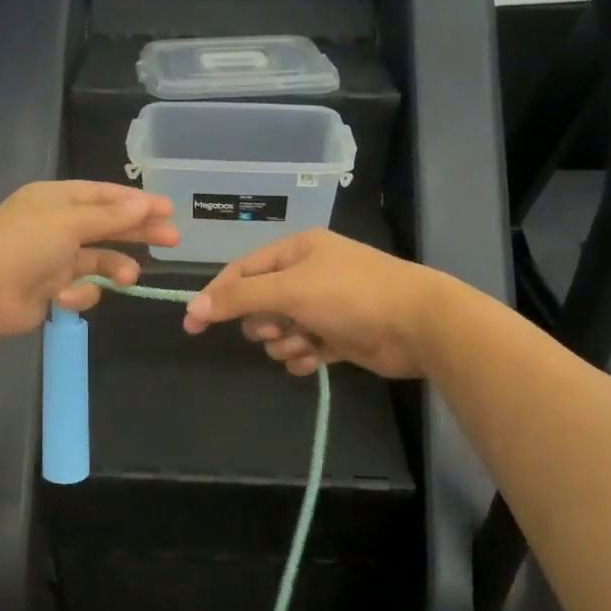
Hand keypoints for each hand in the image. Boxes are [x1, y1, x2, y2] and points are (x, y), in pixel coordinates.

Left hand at [0, 181, 177, 338]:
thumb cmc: (23, 244)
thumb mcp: (69, 222)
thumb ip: (110, 217)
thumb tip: (144, 204)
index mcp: (57, 200)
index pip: (105, 196)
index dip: (137, 202)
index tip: (168, 209)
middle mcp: (57, 226)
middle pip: (108, 226)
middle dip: (138, 233)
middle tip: (172, 240)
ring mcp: (54, 259)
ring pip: (99, 260)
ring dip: (115, 267)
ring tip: (129, 278)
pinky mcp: (52, 290)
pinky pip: (82, 288)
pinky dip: (78, 293)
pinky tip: (65, 297)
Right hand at [182, 230, 445, 377]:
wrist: (416, 324)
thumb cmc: (350, 295)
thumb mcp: (289, 290)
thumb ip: (240, 298)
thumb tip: (195, 308)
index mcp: (297, 250)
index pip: (242, 271)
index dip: (217, 296)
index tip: (193, 325)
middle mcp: (309, 274)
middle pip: (261, 302)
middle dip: (262, 323)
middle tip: (273, 330)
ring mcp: (325, 306)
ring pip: (281, 330)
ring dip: (284, 343)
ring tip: (302, 344)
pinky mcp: (339, 335)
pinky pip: (304, 348)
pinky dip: (303, 356)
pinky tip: (314, 359)